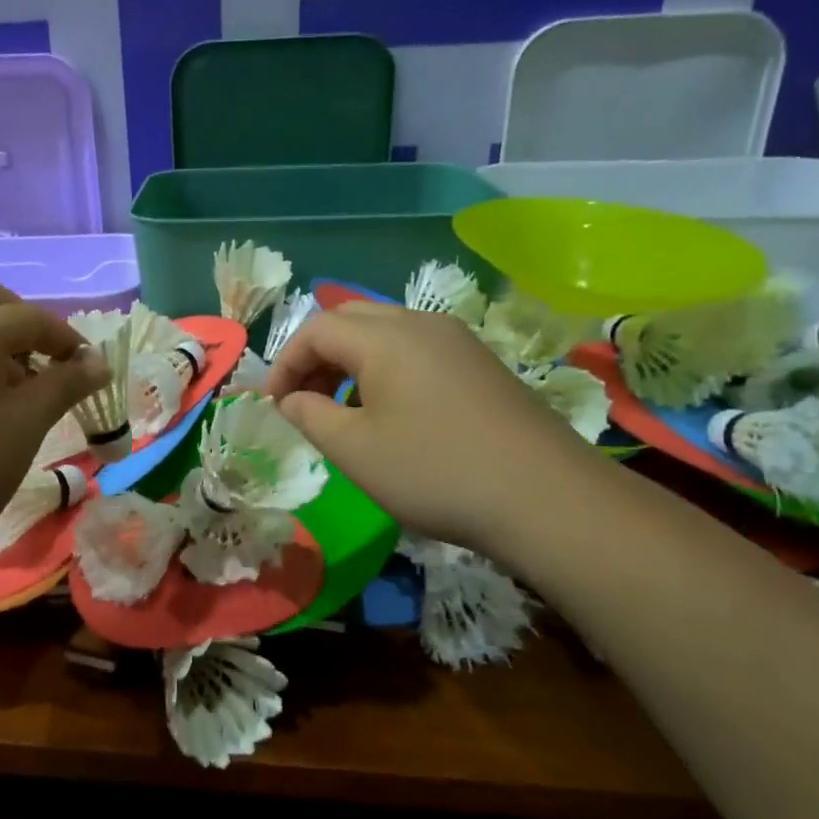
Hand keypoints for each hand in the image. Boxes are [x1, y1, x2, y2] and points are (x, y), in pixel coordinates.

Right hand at [264, 302, 608, 563]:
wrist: (545, 497)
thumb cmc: (434, 470)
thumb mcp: (354, 449)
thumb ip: (309, 415)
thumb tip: (290, 399)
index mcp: (385, 336)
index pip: (315, 329)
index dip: (284, 364)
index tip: (273, 406)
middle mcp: (421, 324)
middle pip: (350, 321)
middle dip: (316, 357)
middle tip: (304, 402)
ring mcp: (458, 341)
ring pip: (386, 333)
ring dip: (351, 363)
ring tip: (343, 411)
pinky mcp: (481, 364)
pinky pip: (417, 350)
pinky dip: (386, 370)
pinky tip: (392, 414)